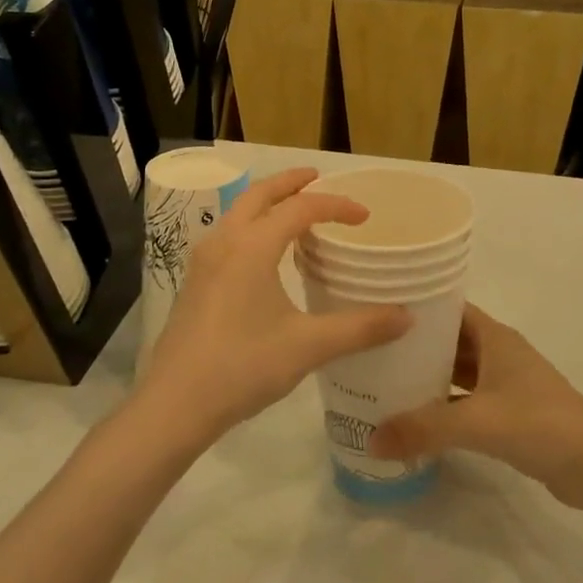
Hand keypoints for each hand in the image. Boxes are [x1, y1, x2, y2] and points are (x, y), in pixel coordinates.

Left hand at [139, 168, 410, 444]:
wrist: (175, 404)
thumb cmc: (243, 366)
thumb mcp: (308, 346)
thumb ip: (360, 328)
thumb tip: (407, 316)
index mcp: (252, 246)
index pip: (300, 208)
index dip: (336, 206)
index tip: (364, 216)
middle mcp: (225, 241)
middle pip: (259, 194)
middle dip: (291, 182)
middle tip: (318, 178)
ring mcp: (203, 261)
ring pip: (238, 213)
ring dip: (267, 202)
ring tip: (294, 211)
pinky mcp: (195, 282)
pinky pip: (228, 235)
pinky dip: (251, 225)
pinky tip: (264, 254)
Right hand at [369, 305, 582, 506]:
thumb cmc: (538, 424)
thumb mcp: (476, 423)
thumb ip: (422, 429)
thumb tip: (370, 440)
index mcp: (495, 337)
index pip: (450, 309)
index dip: (419, 308)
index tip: (381, 312)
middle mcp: (501, 352)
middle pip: (452, 340)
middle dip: (418, 346)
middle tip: (375, 352)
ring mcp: (509, 383)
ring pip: (461, 371)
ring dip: (432, 376)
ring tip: (388, 382)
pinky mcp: (513, 411)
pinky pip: (470, 398)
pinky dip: (447, 404)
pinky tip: (421, 417)